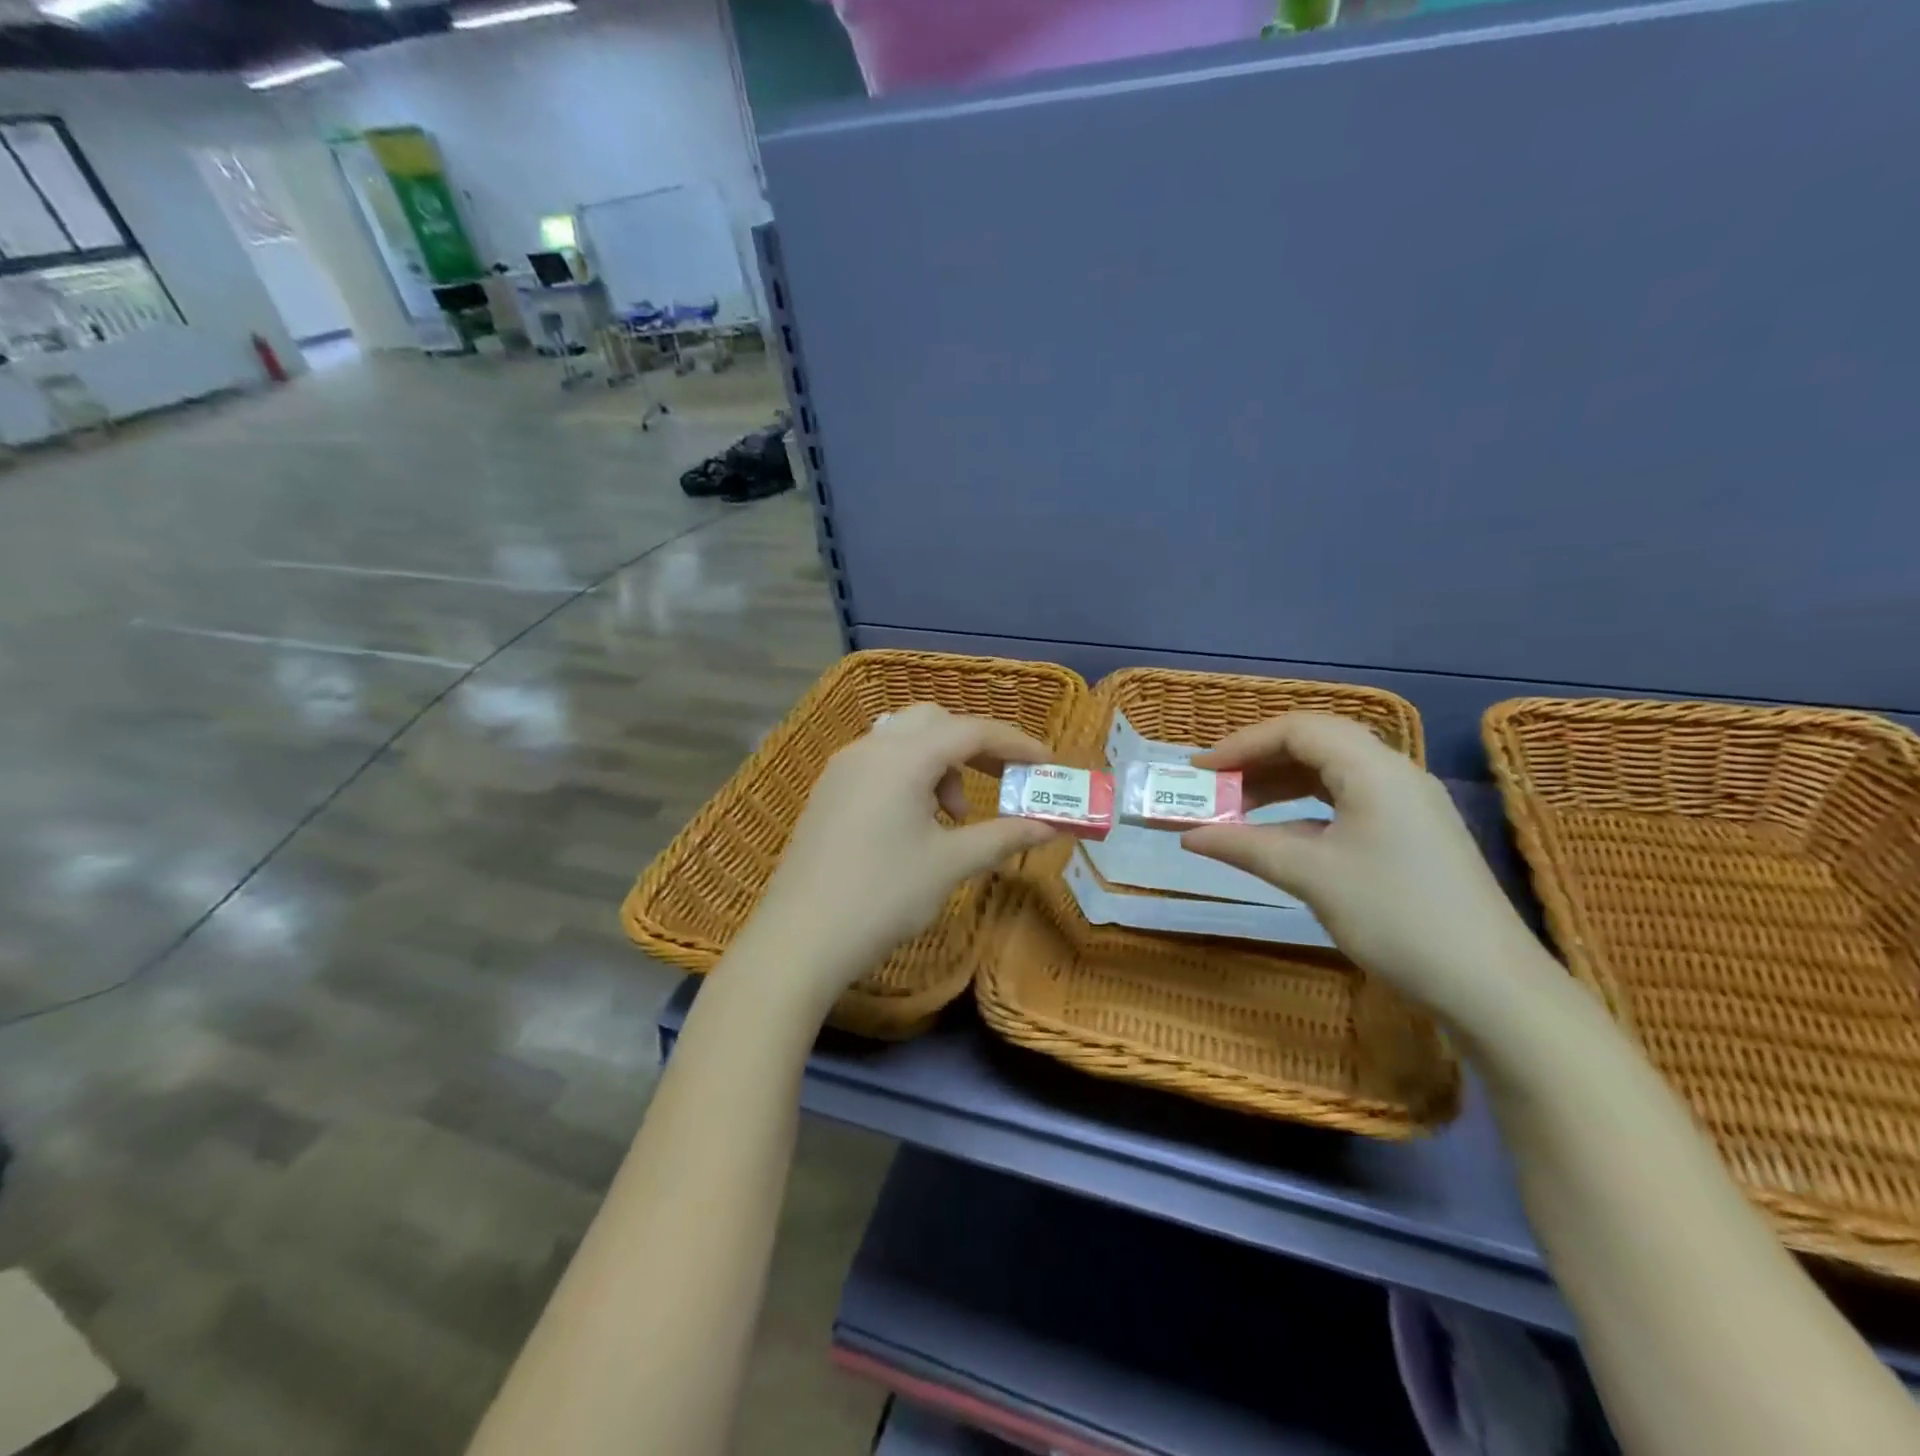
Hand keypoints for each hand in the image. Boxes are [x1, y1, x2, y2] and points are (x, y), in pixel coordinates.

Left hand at [737, 703, 1057, 1009]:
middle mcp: (870, 748)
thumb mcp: (950, 864)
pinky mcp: (828, 791)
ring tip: (953, 817)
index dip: (1015, 743)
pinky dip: (910, 775)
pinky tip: (915, 822)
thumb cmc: (883, 896)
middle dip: (974, 746)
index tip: (1046, 764)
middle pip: (935, 721)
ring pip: (904, 740)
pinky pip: (880, 762)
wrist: (799, 938)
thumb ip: (1003, 836)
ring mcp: (843, 768)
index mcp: (903, 757)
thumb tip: (1049, 827)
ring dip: (940, 763)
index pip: (971, 730)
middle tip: (1000, 782)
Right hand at [1184, 713, 1549, 1028]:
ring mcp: (1405, 805)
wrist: (1490, 985)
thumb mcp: (1312, 877)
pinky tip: (1278, 836)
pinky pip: (1345, 803)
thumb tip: (1188, 836)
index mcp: (1374, 769)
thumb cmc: (1396, 916)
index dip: (1242, 743)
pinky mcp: (1409, 835)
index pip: (1297, 729)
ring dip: (1278, 787)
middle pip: (1314, 745)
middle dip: (1257, 762)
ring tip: (1235, 812)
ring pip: (1329, 775)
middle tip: (1213, 788)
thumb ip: (1245, 847)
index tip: (1200, 771)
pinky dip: (1303, 811)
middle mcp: (1393, 773)